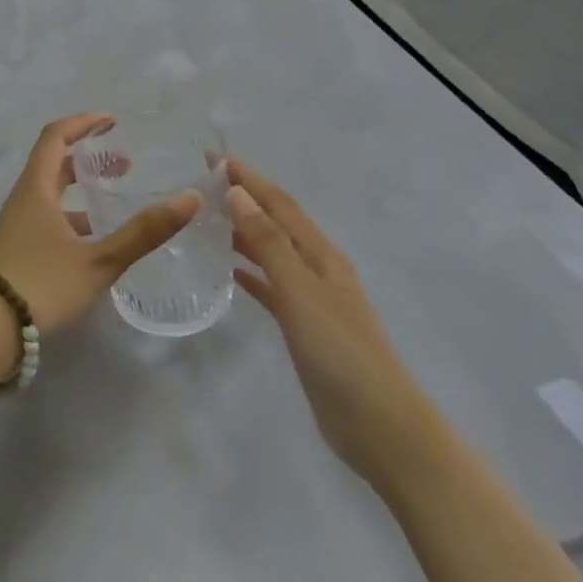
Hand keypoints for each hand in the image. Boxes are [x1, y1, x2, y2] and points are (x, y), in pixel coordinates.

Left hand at [0, 113, 200, 337]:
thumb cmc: (43, 285)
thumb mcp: (99, 260)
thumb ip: (143, 232)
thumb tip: (189, 199)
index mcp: (36, 189)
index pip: (55, 137)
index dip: (83, 123)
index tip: (112, 121)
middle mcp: (22, 199)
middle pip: (53, 163)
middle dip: (87, 156)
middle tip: (124, 163)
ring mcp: (16, 225)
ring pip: (49, 192)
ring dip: (80, 187)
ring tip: (113, 198)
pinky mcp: (16, 248)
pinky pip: (46, 216)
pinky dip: (71, 214)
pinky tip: (93, 238)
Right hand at [227, 161, 441, 486]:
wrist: (379, 426)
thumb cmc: (340, 352)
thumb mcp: (301, 292)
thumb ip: (269, 243)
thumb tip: (239, 193)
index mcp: (320, 255)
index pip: (279, 204)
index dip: (248, 178)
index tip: (213, 156)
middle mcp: (317, 269)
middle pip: (276, 223)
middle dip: (244, 198)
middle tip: (203, 184)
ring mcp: (312, 299)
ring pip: (271, 252)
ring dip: (243, 232)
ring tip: (207, 221)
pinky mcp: (303, 327)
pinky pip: (271, 287)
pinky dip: (251, 272)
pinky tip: (230, 271)